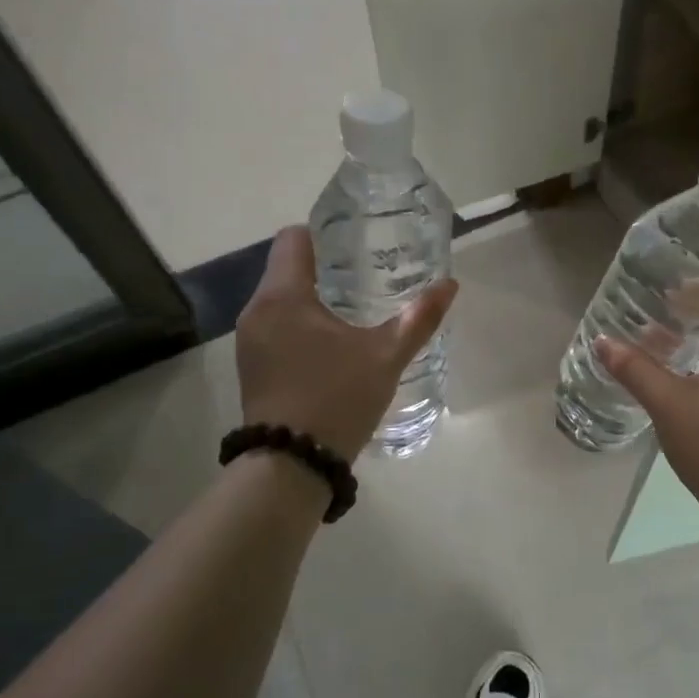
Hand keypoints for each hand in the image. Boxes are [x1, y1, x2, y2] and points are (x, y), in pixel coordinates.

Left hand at [236, 226, 458, 457]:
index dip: (323, 234)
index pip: (293, 239)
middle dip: (323, 269)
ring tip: (350, 312)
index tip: (355, 244)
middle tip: (365, 276)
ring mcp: (248, 341)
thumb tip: (450, 284)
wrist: (292, 463)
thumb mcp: (386, 356)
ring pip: (279, 301)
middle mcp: (257, 310)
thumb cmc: (337, 398)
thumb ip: (418, 318)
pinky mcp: (250, 367)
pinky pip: (273, 327)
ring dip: (310, 300)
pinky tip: (328, 347)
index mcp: (284, 296)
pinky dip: (298, 326)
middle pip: (286, 269)